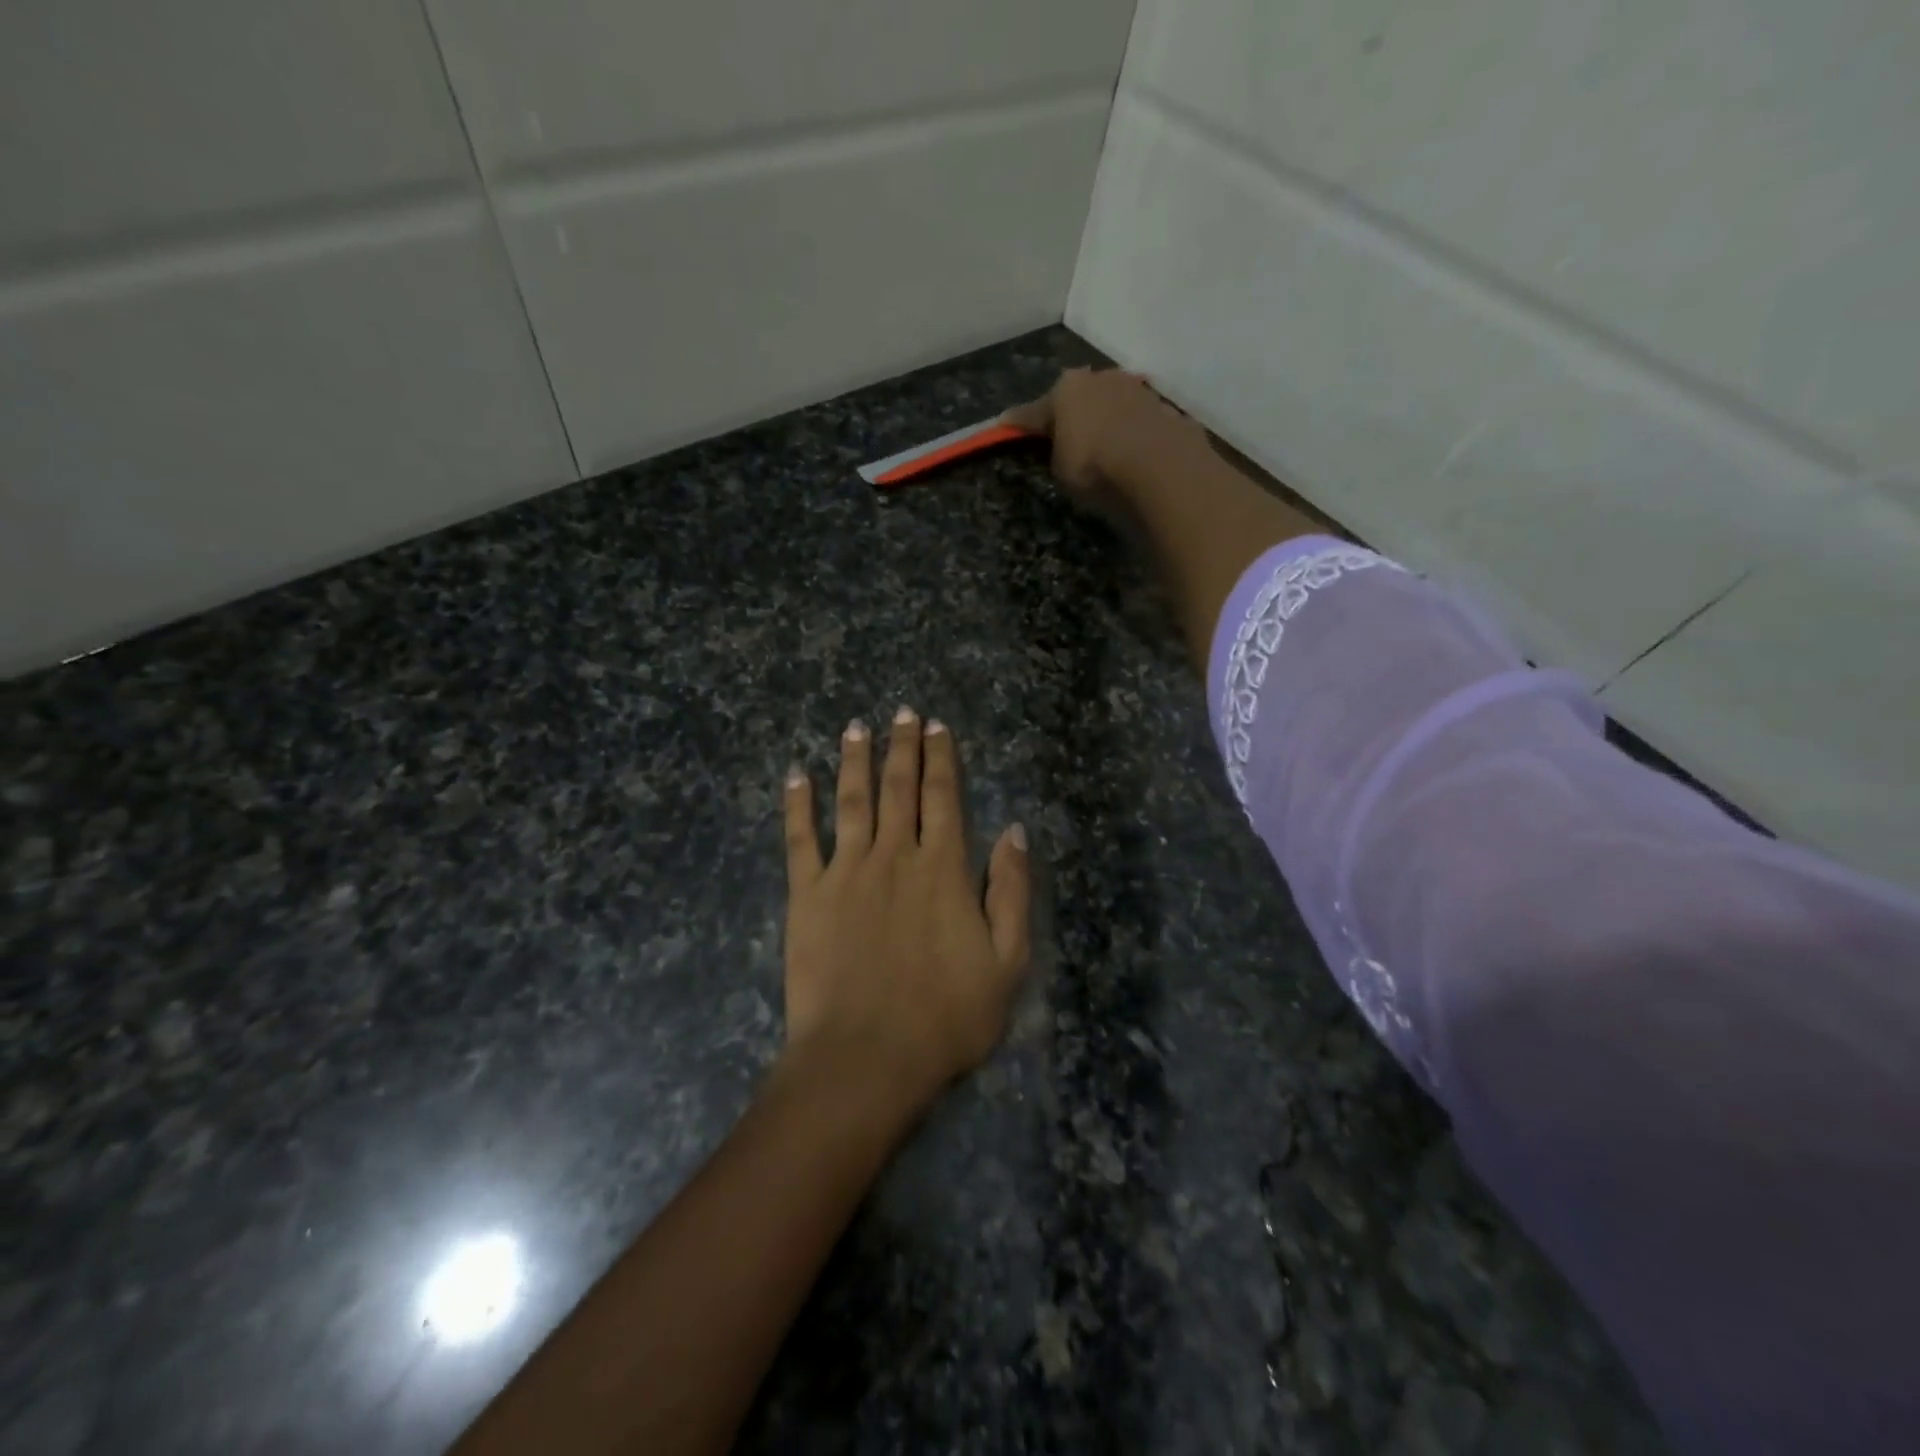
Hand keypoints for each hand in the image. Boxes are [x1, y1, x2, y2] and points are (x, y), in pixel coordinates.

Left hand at [782, 710, 1030, 1110]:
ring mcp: (847, 871)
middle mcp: (894, 856)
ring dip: (854, 761)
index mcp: (943, 868)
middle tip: (902, 712)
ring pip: (852, 801)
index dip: (941, 759)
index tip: (936, 727)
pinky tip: (797, 776)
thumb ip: (1011, 891)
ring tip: (856, 727)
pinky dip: (798, 805)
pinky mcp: (807, 895)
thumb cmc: (946, 1017)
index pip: (944, 798)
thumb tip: (1015, 831)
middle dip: (902, 746)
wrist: (866, 1057)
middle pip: (899, 788)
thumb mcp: (1007, 961)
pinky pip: (800, 839)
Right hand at [1002, 367, 1210, 500]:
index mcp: (1066, 389)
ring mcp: (1137, 389)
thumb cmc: (1094, 467)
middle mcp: (1101, 378)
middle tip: (1066, 436)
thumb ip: (1057, 451)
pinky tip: (1134, 452)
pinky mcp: (1165, 408)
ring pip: (1113, 404)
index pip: (1034, 410)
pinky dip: (1133, 433)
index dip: (1019, 421)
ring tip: (1105, 446)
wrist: (1159, 466)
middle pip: (1079, 397)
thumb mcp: (1061, 469)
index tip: (1005, 423)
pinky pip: (1139, 422)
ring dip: (1107, 420)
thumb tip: (1062, 446)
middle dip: (1072, 414)